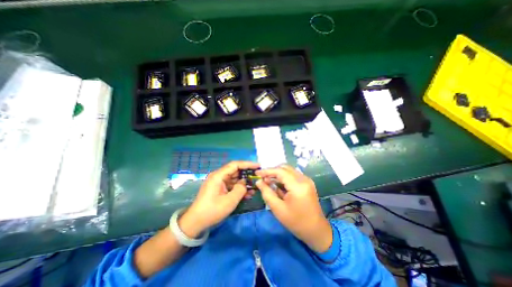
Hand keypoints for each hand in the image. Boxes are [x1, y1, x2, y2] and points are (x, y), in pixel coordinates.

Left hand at [179, 161, 259, 237]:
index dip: (247, 164)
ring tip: (255, 188)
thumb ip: (240, 189)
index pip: (235, 164)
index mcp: (219, 175)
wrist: (196, 222)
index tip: (258, 166)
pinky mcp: (219, 189)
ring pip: (235, 179)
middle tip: (258, 177)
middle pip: (235, 171)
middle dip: (247, 174)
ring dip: (244, 183)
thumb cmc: (212, 210)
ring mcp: (219, 182)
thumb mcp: (230, 201)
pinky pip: (231, 185)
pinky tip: (248, 194)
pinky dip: (239, 188)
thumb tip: (244, 182)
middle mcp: (219, 176)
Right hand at [256, 165, 332, 251]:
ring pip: (289, 170)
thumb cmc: (296, 222)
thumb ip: (267, 193)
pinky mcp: (307, 183)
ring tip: (268, 182)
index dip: (267, 171)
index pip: (280, 171)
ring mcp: (307, 180)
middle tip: (263, 178)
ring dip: (278, 174)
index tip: (257, 173)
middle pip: (285, 168)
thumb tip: (259, 181)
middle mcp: (304, 179)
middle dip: (272, 171)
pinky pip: (293, 175)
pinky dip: (284, 178)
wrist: (316, 230)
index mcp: (298, 186)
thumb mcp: (278, 209)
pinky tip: (278, 185)